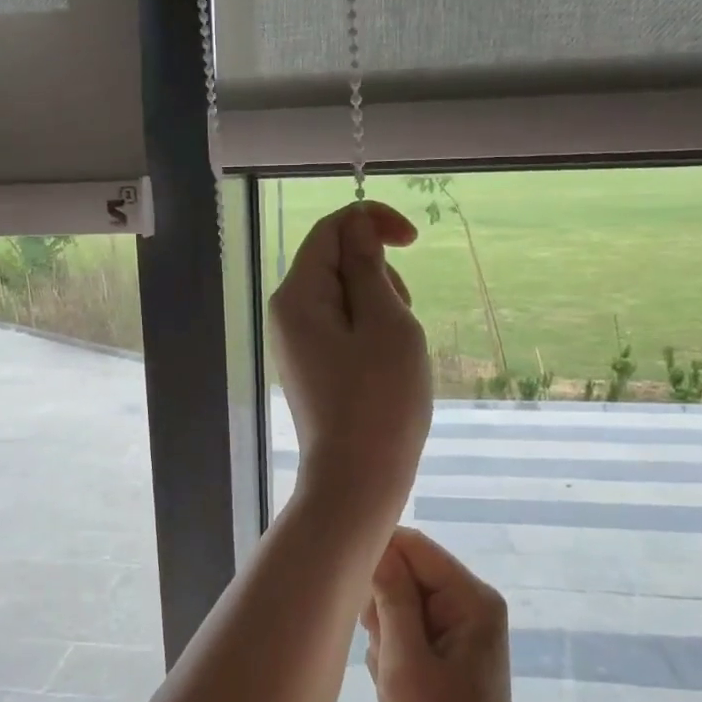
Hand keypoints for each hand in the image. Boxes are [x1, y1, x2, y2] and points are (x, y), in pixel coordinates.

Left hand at [269, 202, 430, 518]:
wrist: (358, 479)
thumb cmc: (380, 399)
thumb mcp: (385, 321)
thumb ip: (368, 267)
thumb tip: (358, 228)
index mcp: (297, 296)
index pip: (330, 231)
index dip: (372, 222)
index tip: (414, 239)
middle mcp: (287, 315)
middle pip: (336, 262)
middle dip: (378, 274)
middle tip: (402, 318)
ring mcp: (297, 344)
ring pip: (345, 297)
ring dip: (380, 306)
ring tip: (397, 350)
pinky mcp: (312, 367)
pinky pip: (343, 329)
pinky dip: (372, 333)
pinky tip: (386, 367)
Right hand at [362, 528, 535, 701]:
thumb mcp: (405, 660)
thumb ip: (391, 598)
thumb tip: (375, 546)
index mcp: (471, 598)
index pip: (414, 546)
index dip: (378, 558)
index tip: (353, 594)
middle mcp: (469, 603)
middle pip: (406, 573)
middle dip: (382, 608)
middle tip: (383, 651)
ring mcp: (459, 628)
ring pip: (399, 602)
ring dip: (384, 634)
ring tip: (392, 674)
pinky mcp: (447, 650)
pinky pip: (405, 629)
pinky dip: (392, 652)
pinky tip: (397, 684)